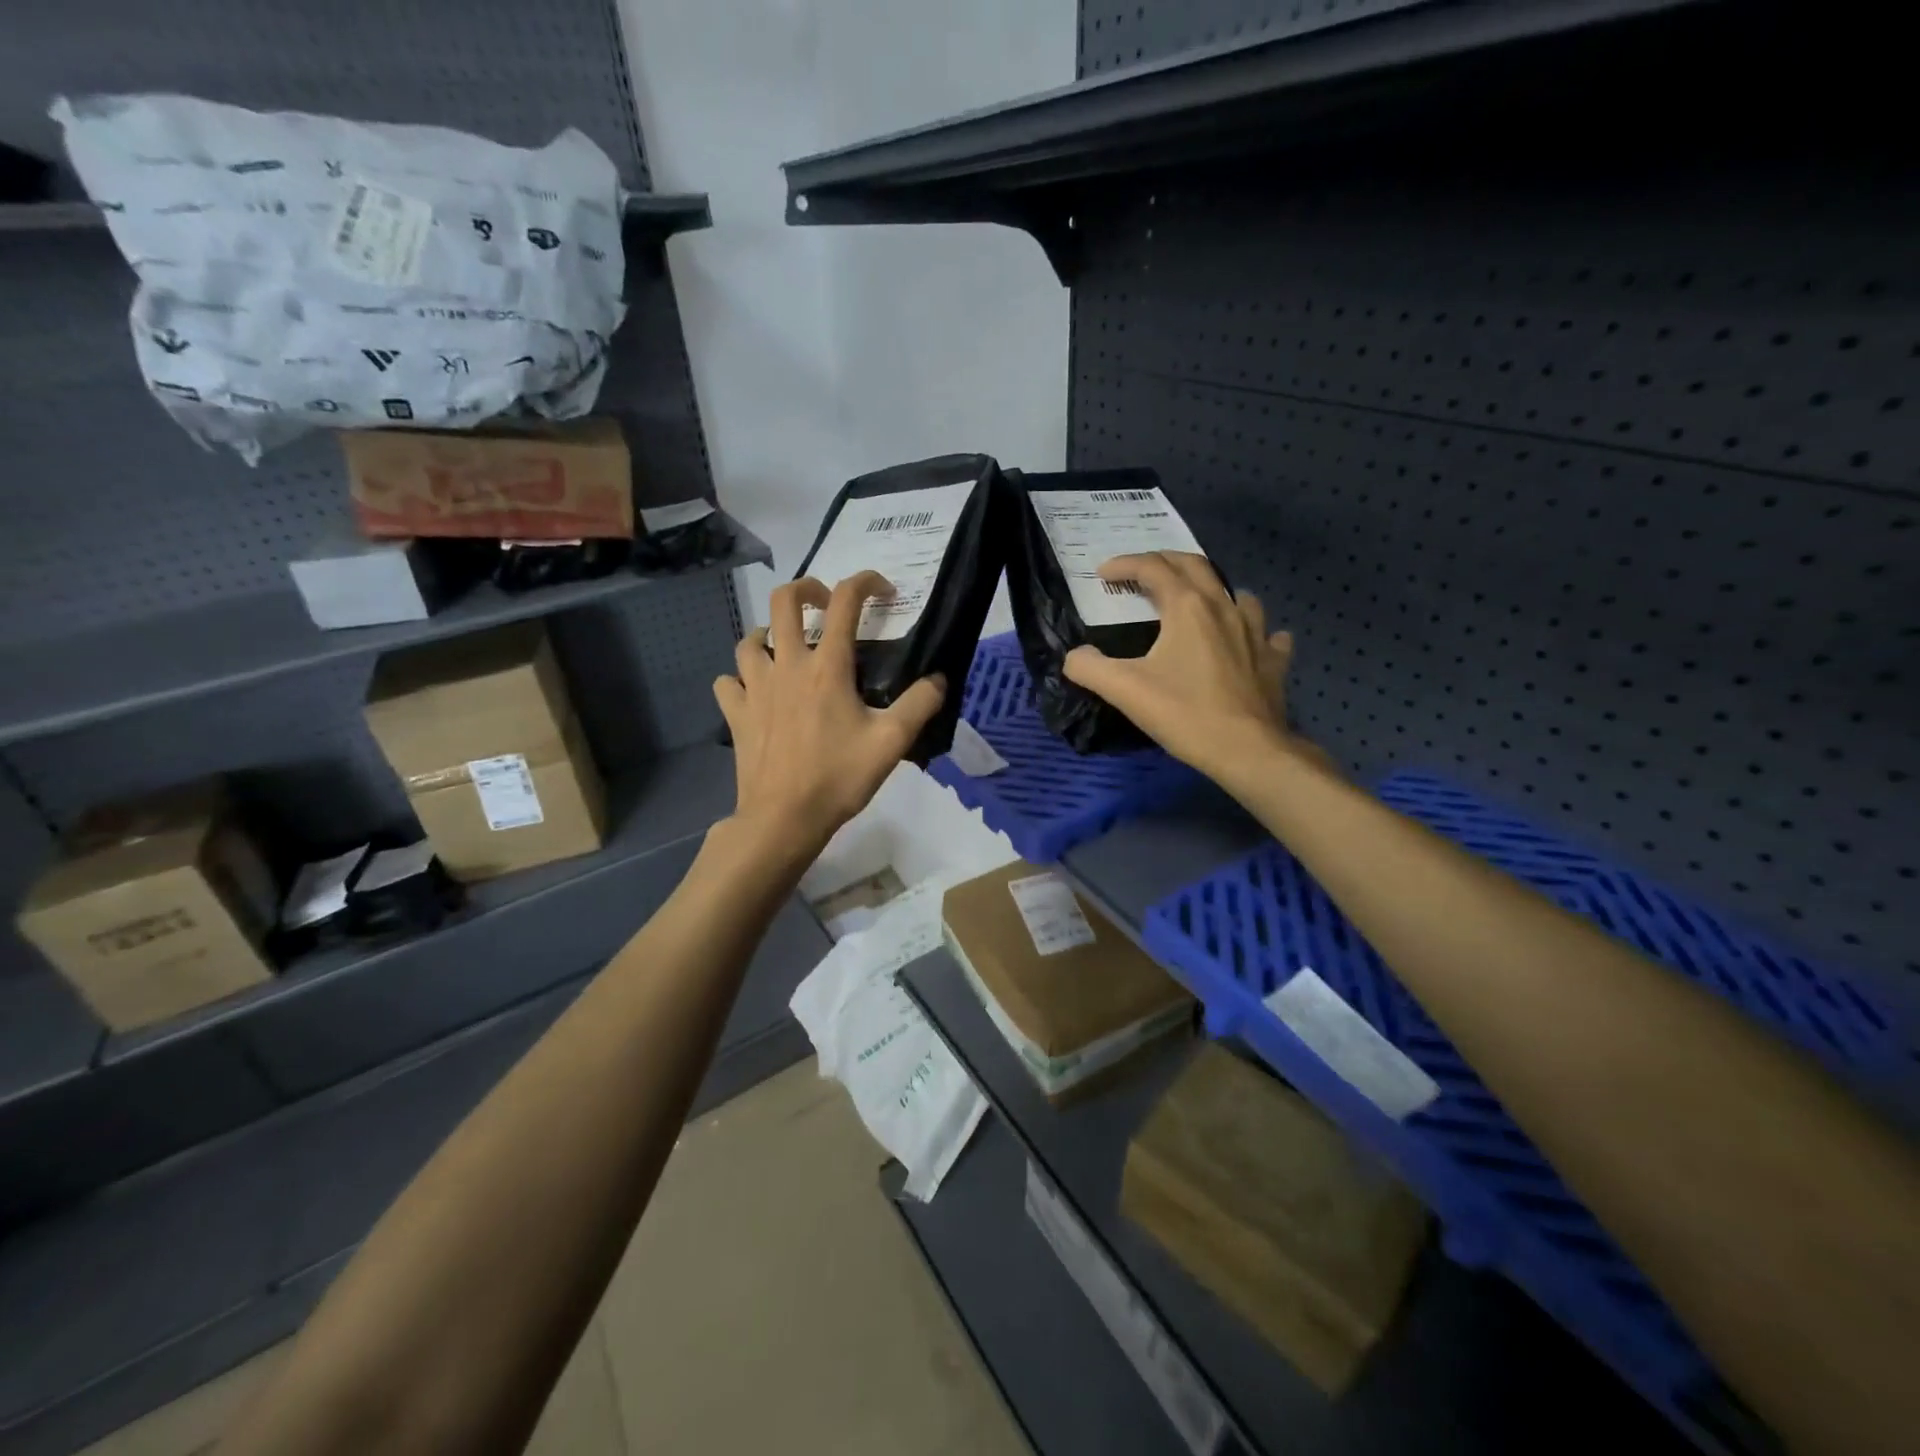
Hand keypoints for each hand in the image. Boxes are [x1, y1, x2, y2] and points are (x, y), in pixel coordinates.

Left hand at [713, 572, 945, 856]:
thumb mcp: (891, 743)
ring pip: (749, 639)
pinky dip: (740, 678)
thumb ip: (919, 705)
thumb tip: (939, 678)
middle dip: (806, 588)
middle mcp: (787, 665)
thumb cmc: (838, 778)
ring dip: (769, 633)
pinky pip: (728, 681)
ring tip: (785, 648)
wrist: (783, 818)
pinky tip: (754, 691)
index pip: (845, 601)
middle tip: (823, 603)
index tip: (883, 590)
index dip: (866, 581)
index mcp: (827, 667)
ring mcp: (754, 688)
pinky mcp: (735, 713)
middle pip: (784, 601)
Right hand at [1063, 552, 1317, 780]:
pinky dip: (1254, 629)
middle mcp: (1224, 608)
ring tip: (1197, 601)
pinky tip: (1247, 640)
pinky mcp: (1273, 660)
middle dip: (1164, 561)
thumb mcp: (1124, 690)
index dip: (1125, 565)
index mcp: (1187, 608)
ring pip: (1236, 594)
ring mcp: (1255, 633)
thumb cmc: (1185, 714)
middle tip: (1142, 572)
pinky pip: (1267, 633)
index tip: (1104, 574)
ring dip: (1212, 589)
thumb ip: (1089, 667)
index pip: (1153, 568)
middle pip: (1195, 566)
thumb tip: (1075, 656)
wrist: (1247, 750)